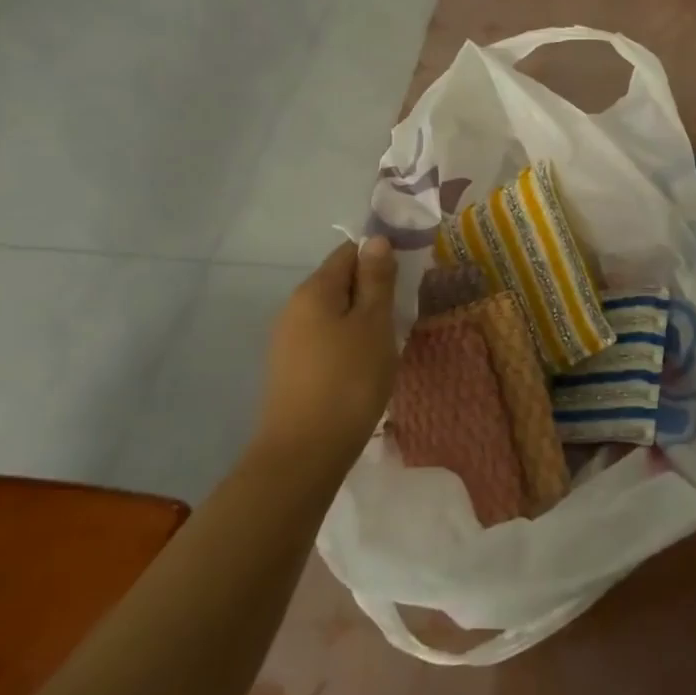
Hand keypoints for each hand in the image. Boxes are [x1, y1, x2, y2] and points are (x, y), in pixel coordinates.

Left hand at [257, 238, 398, 468]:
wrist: (304, 454)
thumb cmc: (348, 380)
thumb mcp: (374, 323)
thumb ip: (377, 279)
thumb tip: (376, 240)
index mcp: (314, 290)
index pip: (349, 252)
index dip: (380, 257)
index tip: (407, 278)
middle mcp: (294, 308)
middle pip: (339, 282)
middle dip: (372, 290)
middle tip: (403, 312)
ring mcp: (288, 340)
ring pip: (333, 312)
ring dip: (362, 318)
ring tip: (388, 340)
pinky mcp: (290, 369)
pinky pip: (325, 338)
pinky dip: (348, 342)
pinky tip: (365, 364)